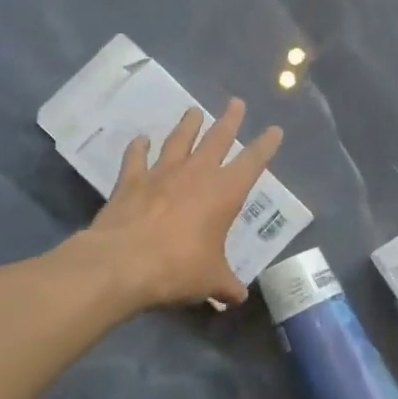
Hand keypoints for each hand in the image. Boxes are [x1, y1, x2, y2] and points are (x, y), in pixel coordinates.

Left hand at [87, 99, 282, 309]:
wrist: (123, 263)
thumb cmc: (178, 268)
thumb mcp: (210, 280)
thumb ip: (226, 285)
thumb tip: (237, 296)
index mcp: (224, 193)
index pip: (253, 162)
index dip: (266, 146)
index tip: (275, 130)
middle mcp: (196, 174)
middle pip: (217, 138)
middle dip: (229, 121)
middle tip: (236, 102)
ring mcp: (161, 173)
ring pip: (179, 140)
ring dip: (188, 125)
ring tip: (194, 110)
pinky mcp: (130, 181)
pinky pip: (136, 158)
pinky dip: (139, 148)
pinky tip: (140, 140)